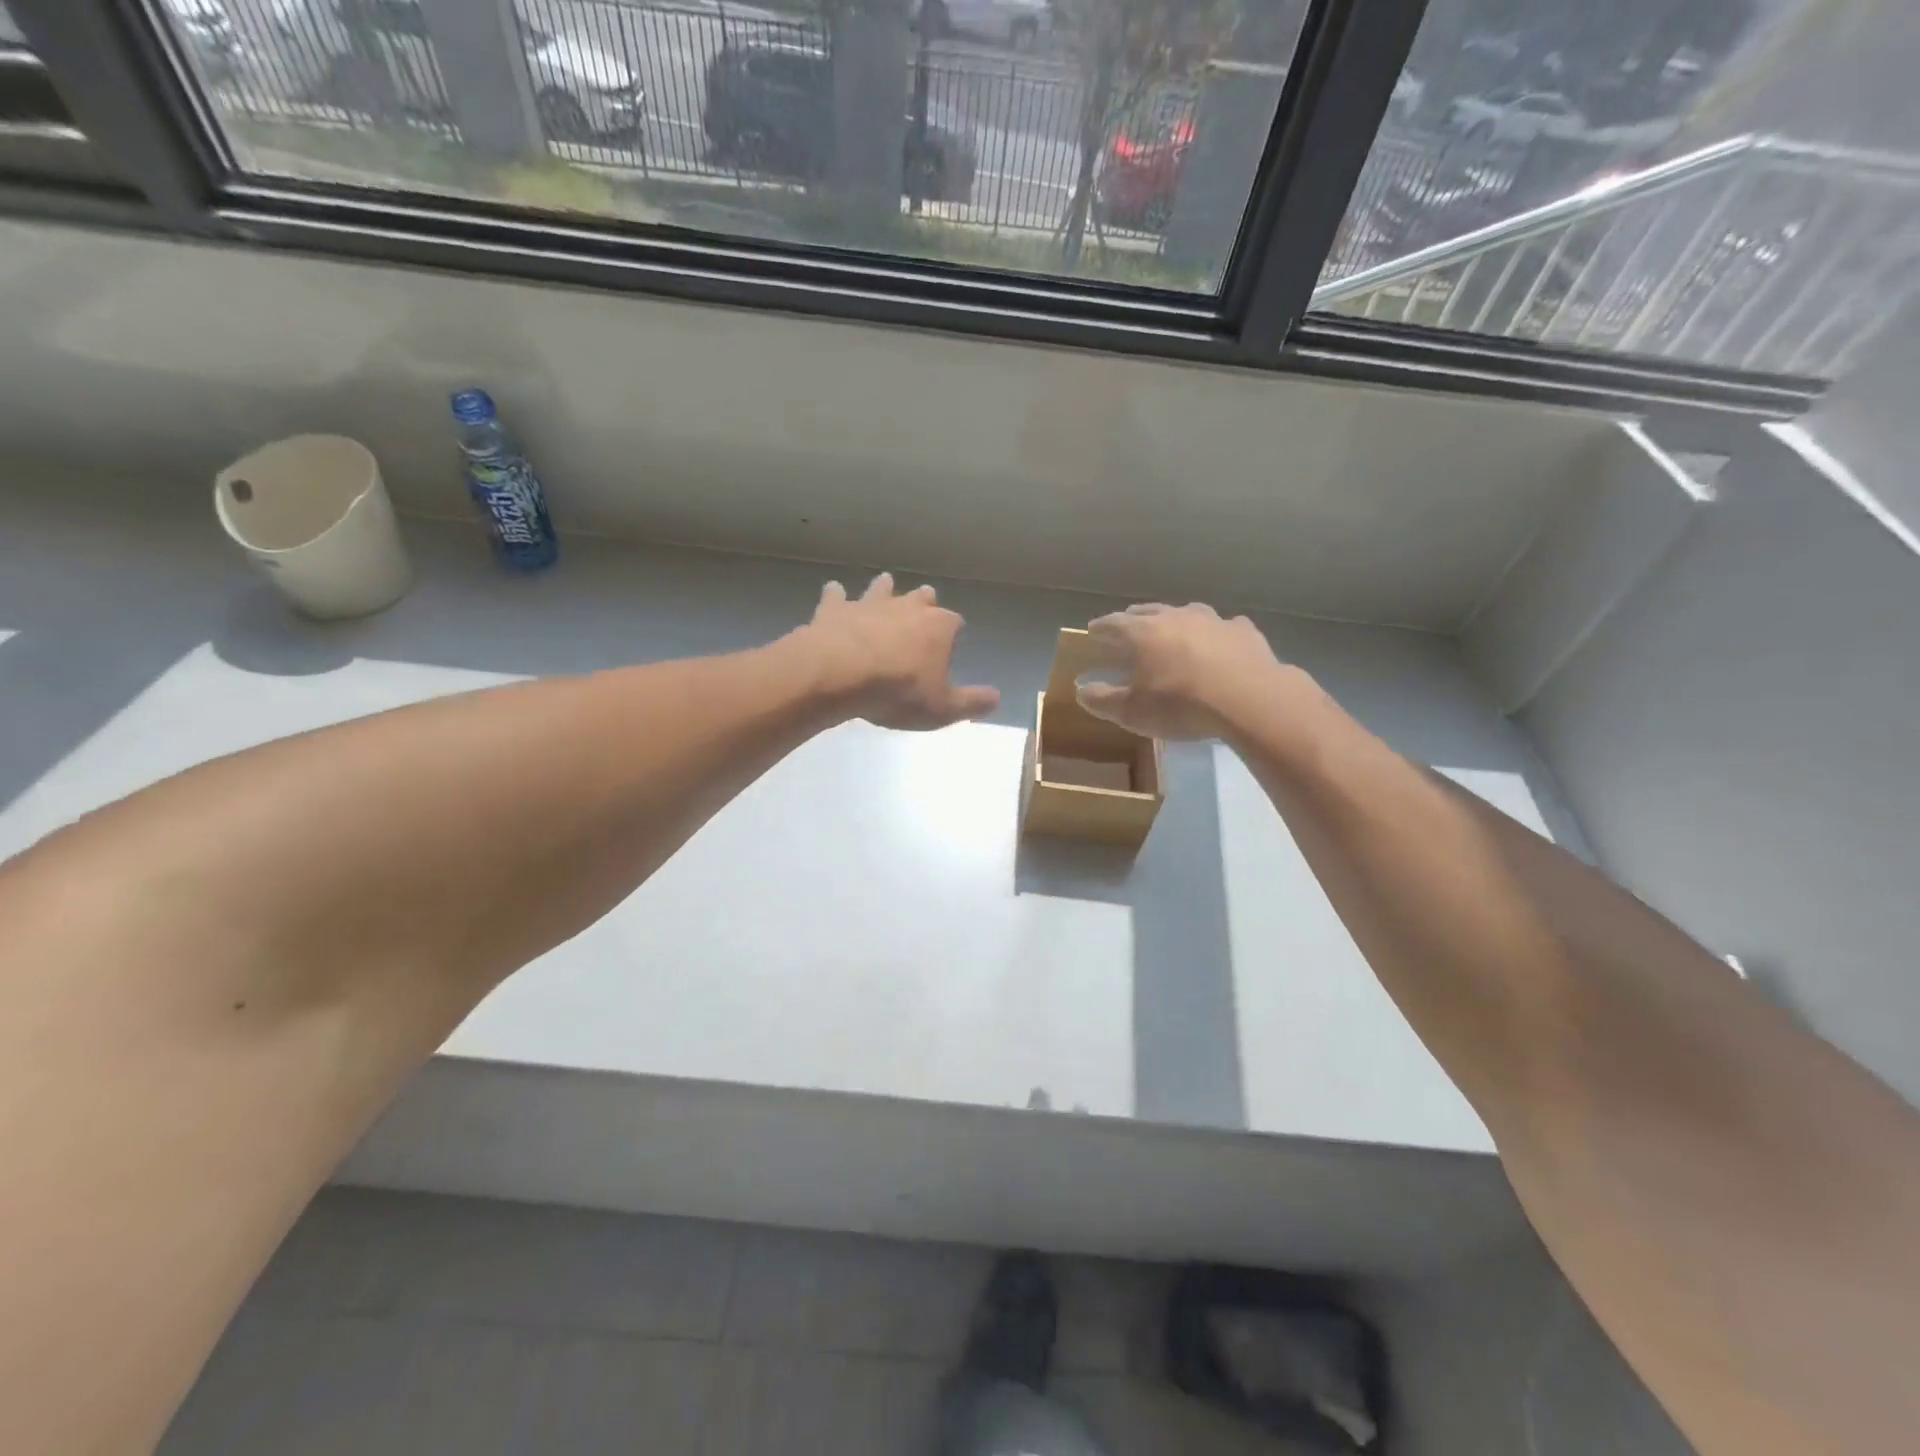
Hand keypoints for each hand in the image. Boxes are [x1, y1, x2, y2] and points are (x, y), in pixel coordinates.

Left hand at [800, 573, 999, 730]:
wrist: (839, 675)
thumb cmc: (898, 693)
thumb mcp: (943, 708)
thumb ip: (972, 703)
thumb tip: (997, 698)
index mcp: (938, 627)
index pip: (954, 623)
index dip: (953, 634)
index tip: (950, 645)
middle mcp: (907, 608)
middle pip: (922, 598)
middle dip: (925, 601)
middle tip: (924, 604)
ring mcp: (870, 604)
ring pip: (882, 588)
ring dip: (885, 588)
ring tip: (885, 584)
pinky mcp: (836, 609)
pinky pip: (837, 596)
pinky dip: (836, 595)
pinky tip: (834, 591)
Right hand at [1075, 603, 1288, 740]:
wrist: (1248, 699)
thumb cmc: (1180, 705)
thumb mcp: (1131, 712)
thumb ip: (1102, 700)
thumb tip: (1081, 690)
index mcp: (1142, 633)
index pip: (1113, 623)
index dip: (1100, 628)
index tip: (1092, 631)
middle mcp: (1175, 617)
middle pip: (1148, 610)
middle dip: (1134, 617)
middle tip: (1128, 623)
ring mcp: (1212, 620)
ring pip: (1187, 612)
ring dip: (1175, 619)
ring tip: (1172, 628)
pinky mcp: (1243, 631)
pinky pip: (1224, 627)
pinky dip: (1216, 633)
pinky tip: (1220, 643)